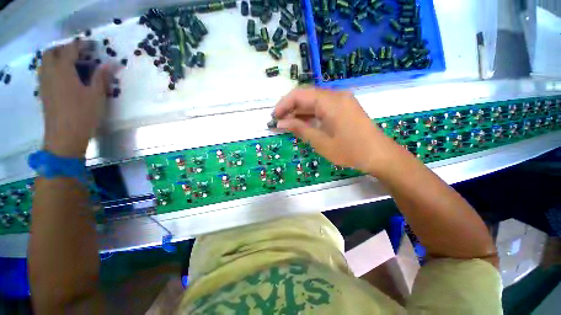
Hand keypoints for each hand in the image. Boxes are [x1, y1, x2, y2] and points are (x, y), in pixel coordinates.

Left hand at [39, 40, 112, 157]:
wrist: (64, 136)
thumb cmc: (82, 114)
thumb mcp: (96, 95)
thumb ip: (101, 77)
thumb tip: (111, 63)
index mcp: (63, 70)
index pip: (70, 49)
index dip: (82, 45)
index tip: (94, 46)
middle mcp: (50, 72)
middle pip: (52, 52)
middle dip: (65, 48)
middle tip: (80, 54)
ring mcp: (44, 83)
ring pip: (46, 62)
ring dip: (57, 58)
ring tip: (72, 64)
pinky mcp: (43, 92)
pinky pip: (45, 72)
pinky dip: (53, 69)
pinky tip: (64, 77)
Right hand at [273, 88, 398, 174]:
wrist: (379, 155)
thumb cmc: (350, 151)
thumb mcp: (321, 142)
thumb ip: (299, 129)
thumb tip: (280, 123)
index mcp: (330, 101)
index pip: (299, 95)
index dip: (283, 105)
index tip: (274, 117)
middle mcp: (336, 95)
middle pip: (306, 96)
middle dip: (290, 108)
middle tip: (279, 122)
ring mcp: (342, 100)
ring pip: (314, 101)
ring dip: (300, 112)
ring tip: (288, 124)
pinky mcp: (344, 107)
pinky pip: (323, 107)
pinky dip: (311, 114)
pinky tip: (303, 123)